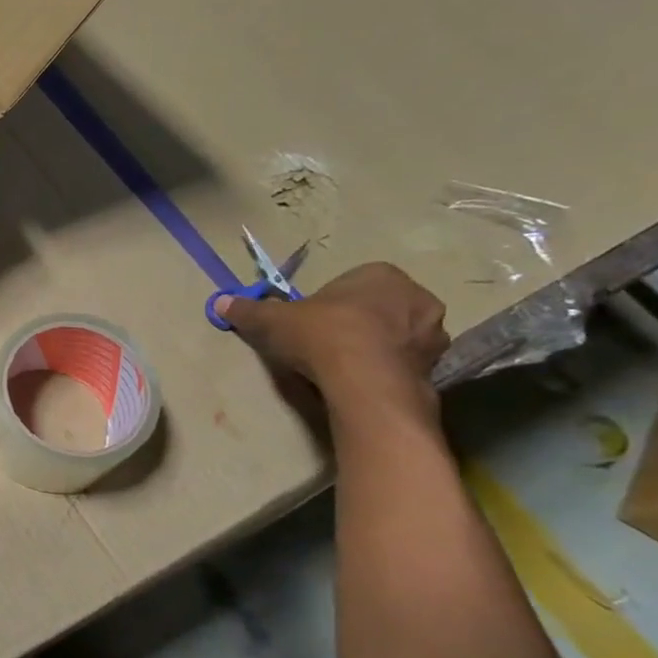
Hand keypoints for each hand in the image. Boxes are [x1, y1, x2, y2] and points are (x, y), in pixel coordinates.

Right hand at [217, 263, 448, 397]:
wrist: (364, 381)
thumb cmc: (322, 335)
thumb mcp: (272, 320)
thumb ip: (249, 310)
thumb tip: (220, 302)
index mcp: (380, 275)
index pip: (350, 283)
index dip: (326, 303)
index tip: (307, 322)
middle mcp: (416, 296)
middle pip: (376, 307)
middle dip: (354, 322)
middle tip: (324, 343)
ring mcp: (432, 333)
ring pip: (394, 335)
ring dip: (374, 346)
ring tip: (342, 366)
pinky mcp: (437, 366)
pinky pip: (403, 362)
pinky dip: (385, 368)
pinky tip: (360, 381)